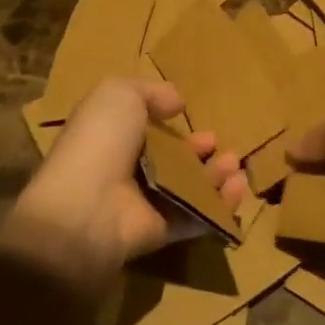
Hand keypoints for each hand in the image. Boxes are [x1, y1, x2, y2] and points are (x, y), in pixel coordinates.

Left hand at [3, 77, 242, 286]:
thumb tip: (176, 104)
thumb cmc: (100, 142)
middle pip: (172, 160)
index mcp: (113, 138)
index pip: (145, 130)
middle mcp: (128, 171)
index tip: (189, 115)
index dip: (169, 123)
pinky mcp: (163, 232)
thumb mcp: (118, 94)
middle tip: (218, 142)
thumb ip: (150, 92)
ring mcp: (145, 204)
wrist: (86, 207)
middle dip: (198, 150)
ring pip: (188, 187)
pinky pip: (197, 216)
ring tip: (233, 163)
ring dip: (215, 175)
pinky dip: (221, 204)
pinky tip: (238, 187)